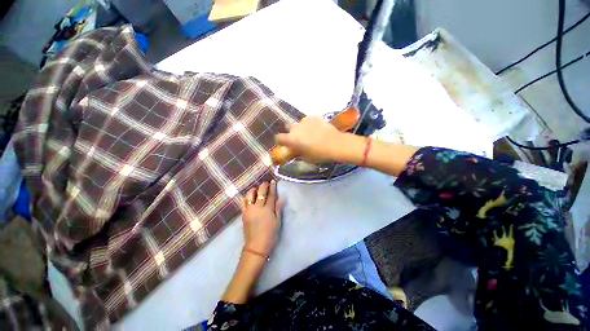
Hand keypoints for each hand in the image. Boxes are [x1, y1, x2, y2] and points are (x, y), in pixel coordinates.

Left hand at [241, 180, 284, 256]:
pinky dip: (246, 198)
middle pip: (260, 193)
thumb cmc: (270, 234)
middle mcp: (257, 207)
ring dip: (253, 190)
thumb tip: (282, 198)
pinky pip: (243, 203)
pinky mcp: (243, 214)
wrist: (256, 246)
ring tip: (256, 189)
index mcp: (267, 209)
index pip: (271, 195)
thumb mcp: (277, 222)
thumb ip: (279, 208)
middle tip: (266, 183)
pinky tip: (249, 197)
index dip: (272, 187)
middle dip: (263, 186)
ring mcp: (249, 210)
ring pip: (249, 196)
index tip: (273, 181)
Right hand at [275, 116, 343, 163]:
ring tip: (311, 134)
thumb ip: (297, 152)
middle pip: (288, 128)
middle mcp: (295, 128)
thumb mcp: (306, 158)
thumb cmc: (319, 154)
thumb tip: (294, 149)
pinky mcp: (314, 117)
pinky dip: (311, 124)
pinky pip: (309, 120)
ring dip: (302, 128)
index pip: (278, 137)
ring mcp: (305, 121)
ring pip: (299, 124)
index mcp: (291, 139)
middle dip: (291, 133)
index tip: (284, 143)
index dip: (280, 141)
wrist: (335, 144)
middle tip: (299, 139)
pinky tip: (318, 129)